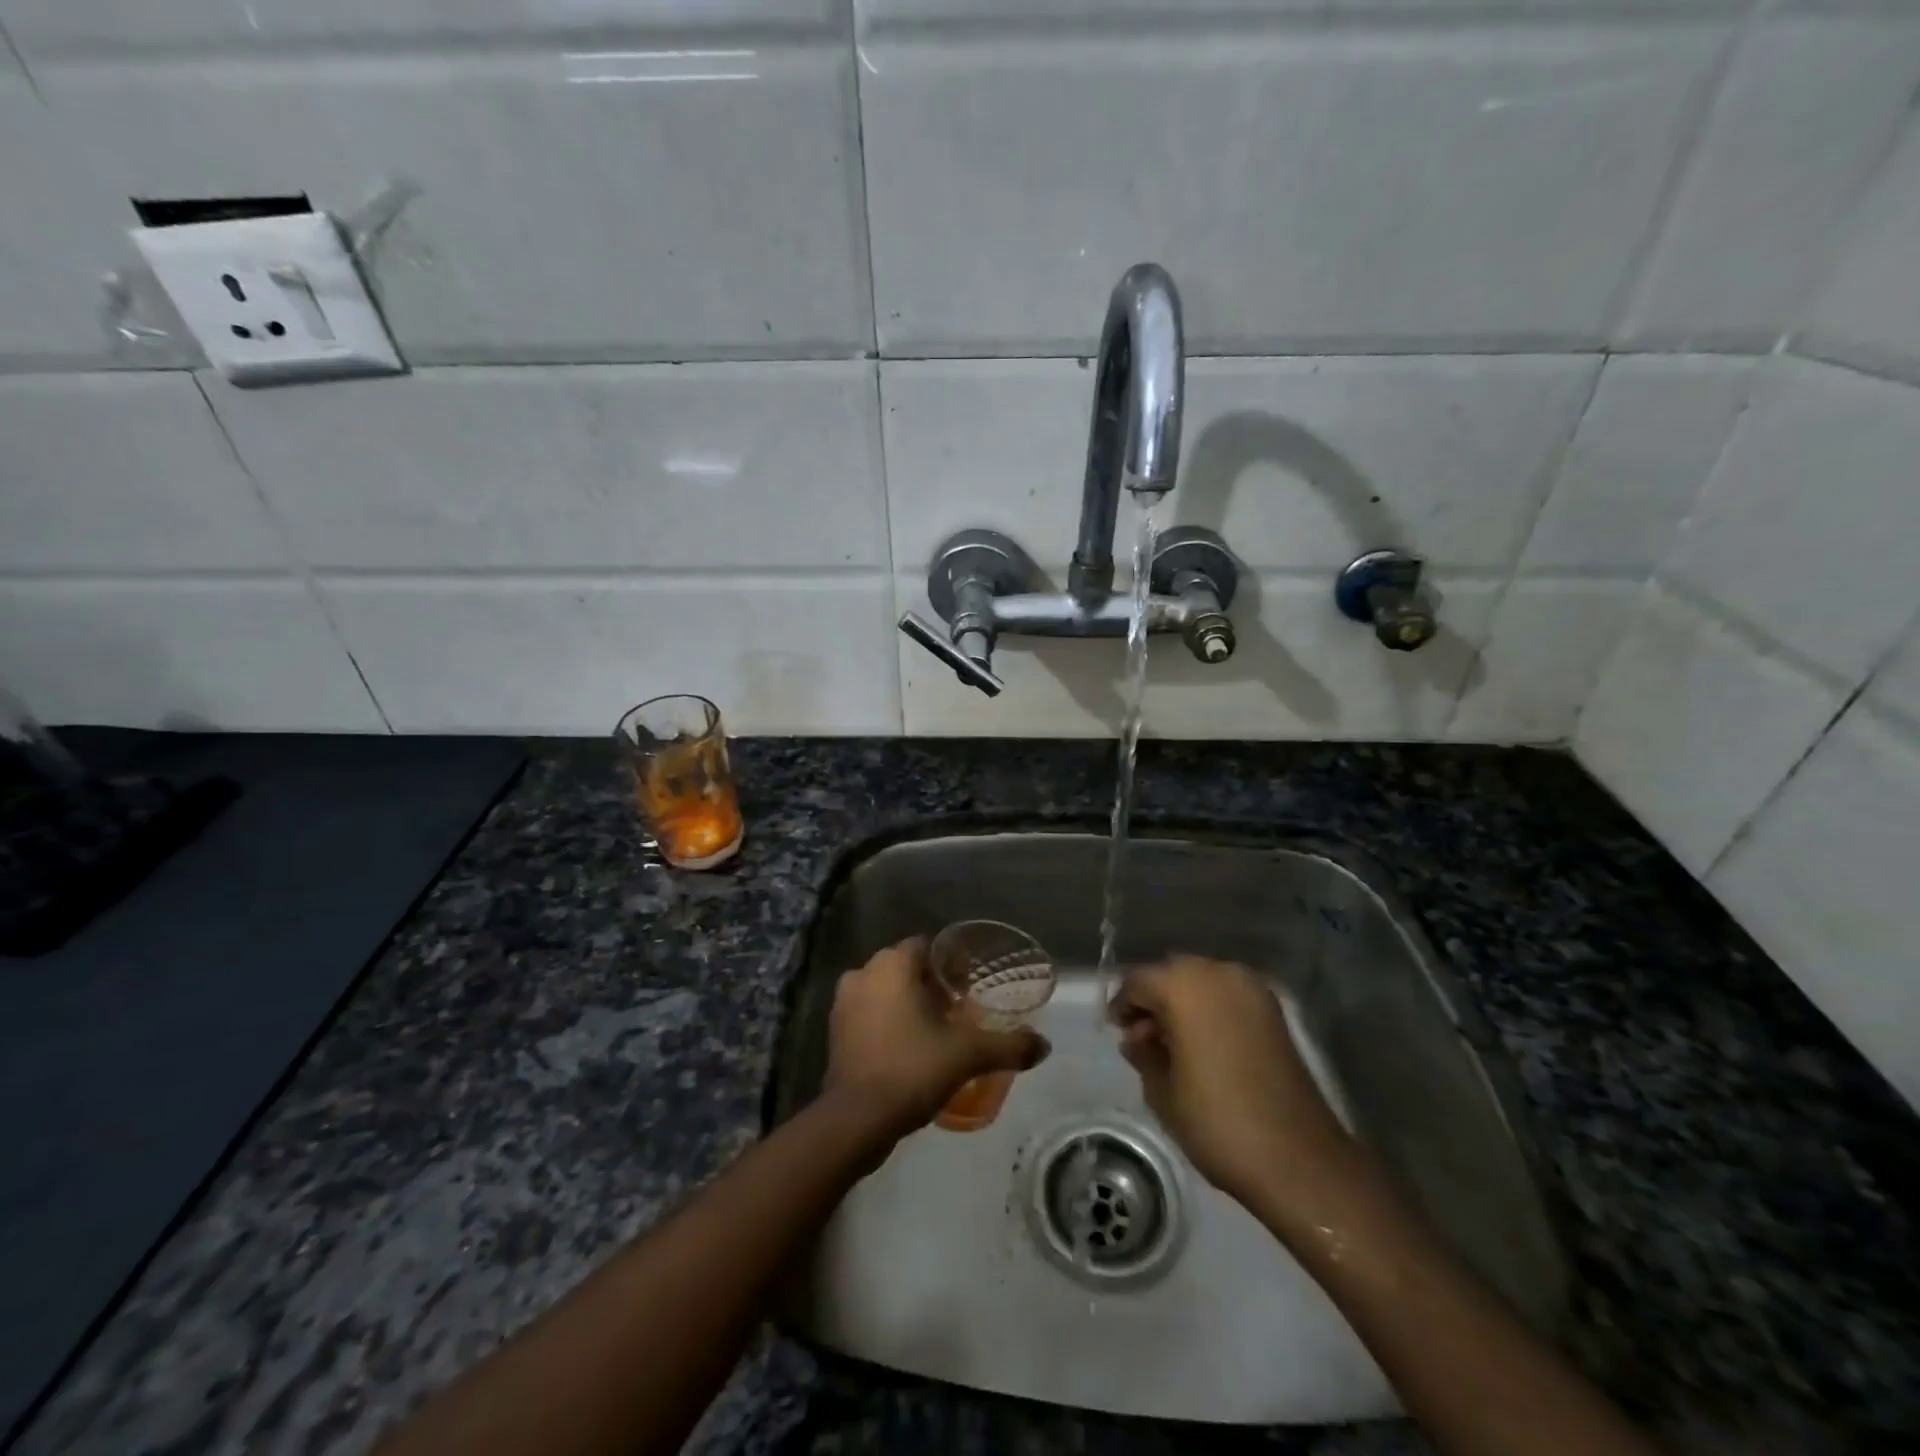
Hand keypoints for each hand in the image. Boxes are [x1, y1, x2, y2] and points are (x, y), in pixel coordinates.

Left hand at [824, 937, 1048, 1136]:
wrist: (855, 1120)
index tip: (971, 986)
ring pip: (885, 992)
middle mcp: (863, 973)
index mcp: (891, 964)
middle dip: (931, 985)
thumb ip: (1007, 1046)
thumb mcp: (967, 1055)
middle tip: (959, 1011)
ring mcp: (843, 1004)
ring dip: (908, 1004)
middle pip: (906, 969)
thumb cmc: (912, 1068)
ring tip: (938, 1032)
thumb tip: (1044, 1046)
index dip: (951, 963)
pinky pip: (869, 1016)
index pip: (926, 946)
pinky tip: (910, 1050)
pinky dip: (889, 1024)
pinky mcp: (835, 1034)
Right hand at [1109, 956, 1354, 1209]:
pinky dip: (1210, 1011)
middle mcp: (1217, 973)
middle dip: (1153, 1001)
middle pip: (1170, 974)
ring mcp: (1251, 988)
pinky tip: (1203, 1046)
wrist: (1298, 1158)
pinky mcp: (1273, 1010)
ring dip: (1182, 1005)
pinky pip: (1227, 996)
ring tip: (1173, 1046)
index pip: (1137, 981)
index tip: (1116, 1033)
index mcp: (1183, 985)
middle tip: (1142, 1040)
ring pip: (1200, 982)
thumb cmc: (1216, 1121)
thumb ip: (1142, 1054)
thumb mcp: (1161, 1091)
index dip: (1122, 1006)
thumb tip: (1137, 1038)